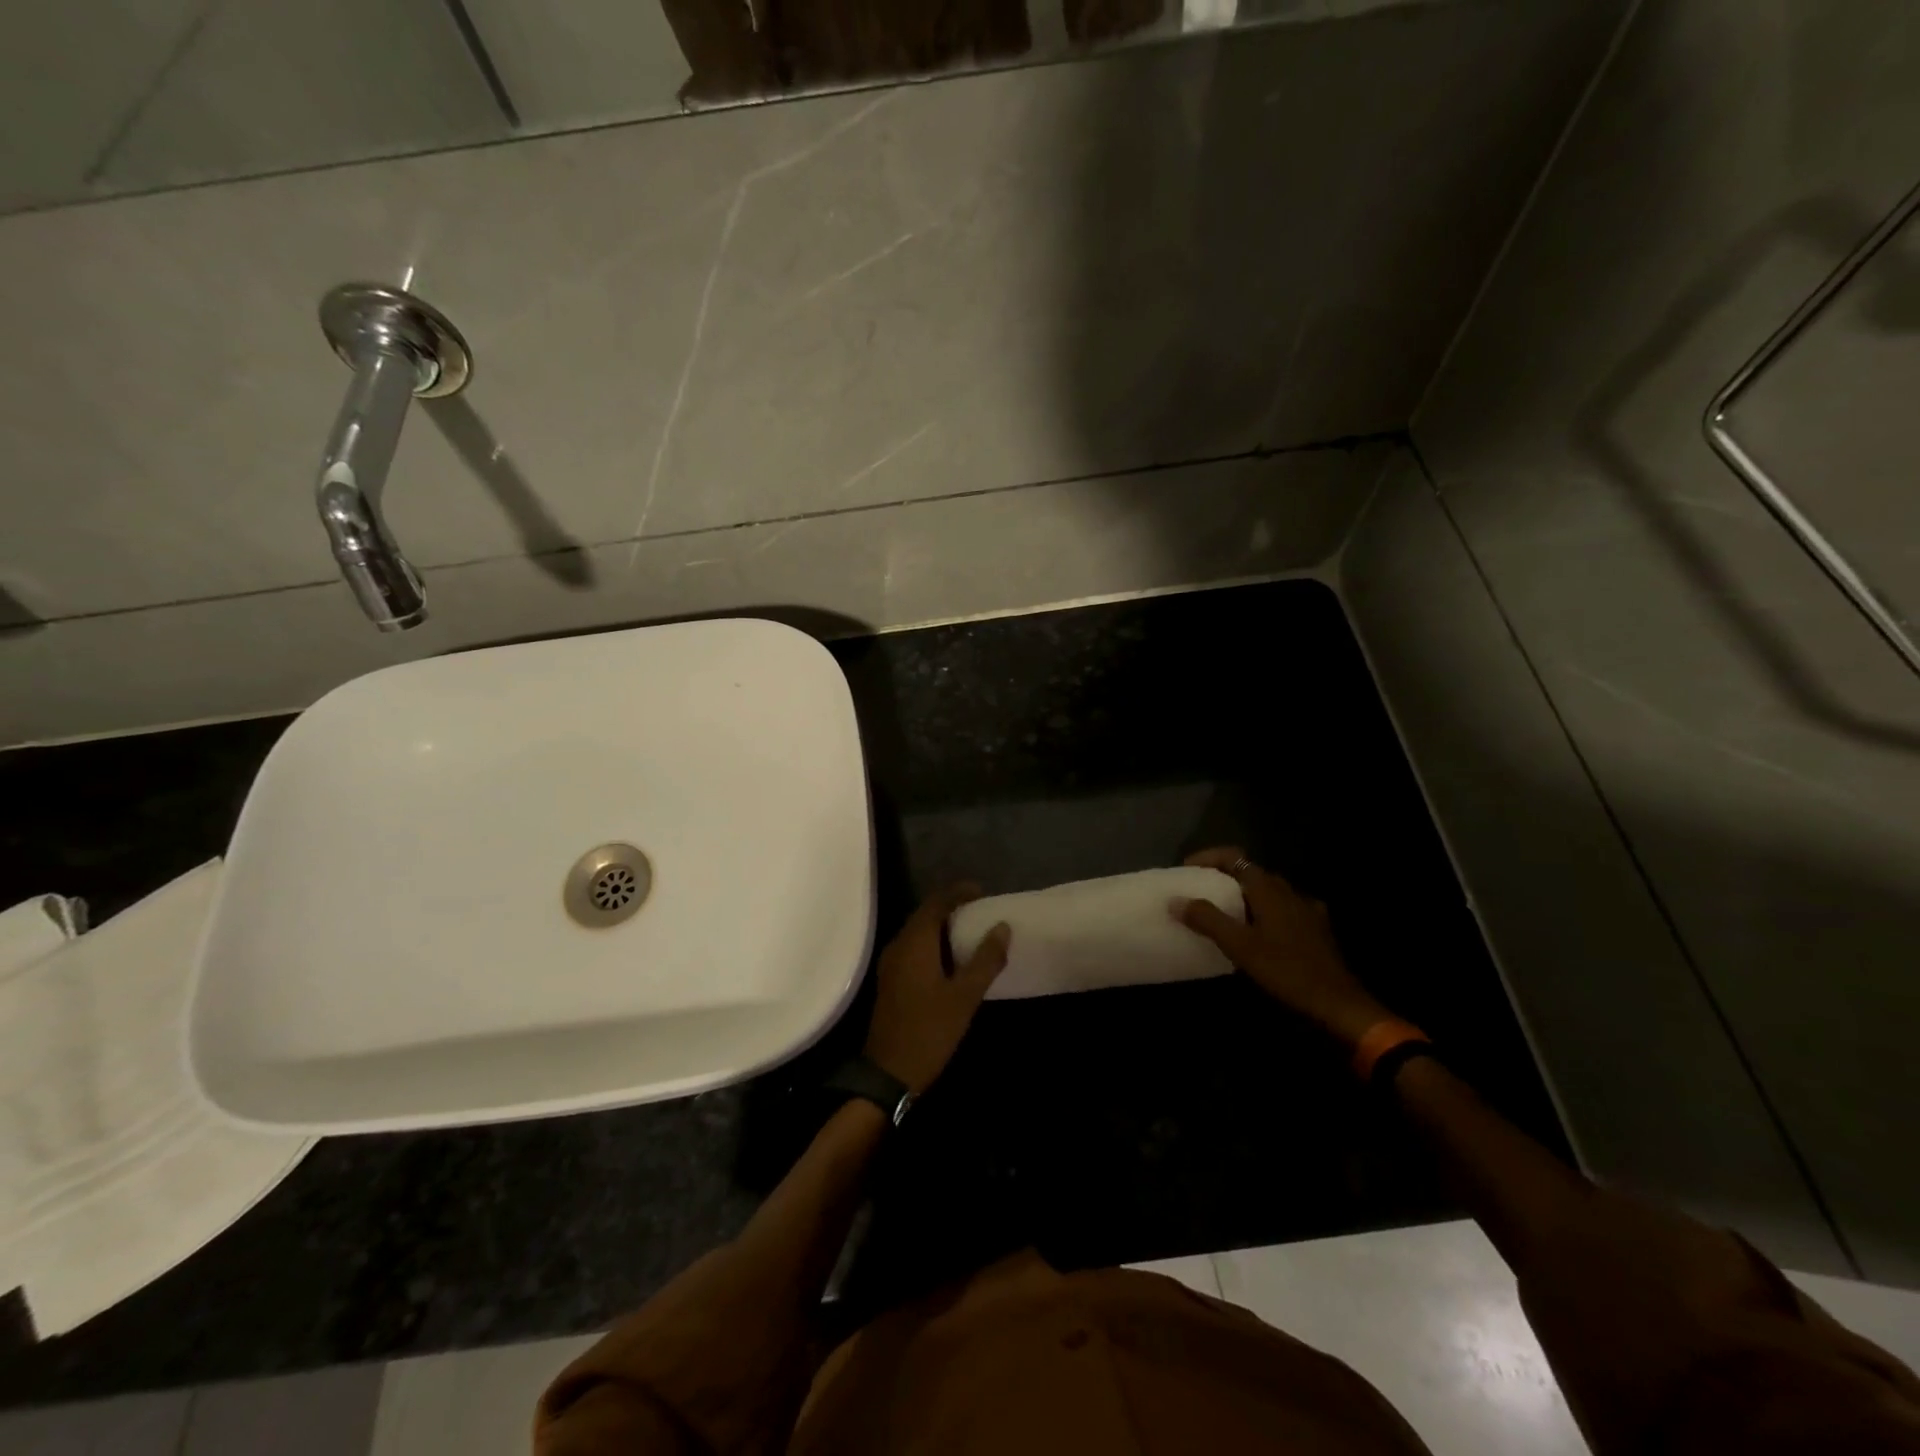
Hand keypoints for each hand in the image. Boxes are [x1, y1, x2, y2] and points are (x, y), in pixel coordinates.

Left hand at [864, 884, 1010, 1093]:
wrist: (888, 1073)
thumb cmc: (930, 1031)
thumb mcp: (965, 996)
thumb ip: (985, 960)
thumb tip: (1002, 926)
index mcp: (915, 942)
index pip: (936, 903)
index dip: (958, 892)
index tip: (982, 891)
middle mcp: (898, 945)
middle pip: (924, 914)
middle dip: (951, 907)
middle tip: (979, 909)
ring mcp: (891, 964)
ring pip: (918, 932)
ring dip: (941, 926)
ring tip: (970, 930)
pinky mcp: (891, 980)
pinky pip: (913, 948)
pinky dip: (933, 943)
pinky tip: (951, 958)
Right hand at [1172, 847, 1390, 1049]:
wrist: (1339, 1005)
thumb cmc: (1287, 971)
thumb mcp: (1240, 946)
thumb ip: (1207, 919)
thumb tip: (1175, 900)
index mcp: (1270, 889)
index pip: (1235, 857)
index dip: (1208, 858)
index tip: (1186, 870)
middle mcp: (1289, 892)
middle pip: (1251, 873)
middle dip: (1223, 877)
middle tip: (1199, 892)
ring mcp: (1306, 911)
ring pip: (1268, 893)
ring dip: (1243, 896)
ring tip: (1223, 913)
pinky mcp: (1315, 931)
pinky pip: (1282, 911)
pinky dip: (1263, 913)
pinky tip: (1257, 933)